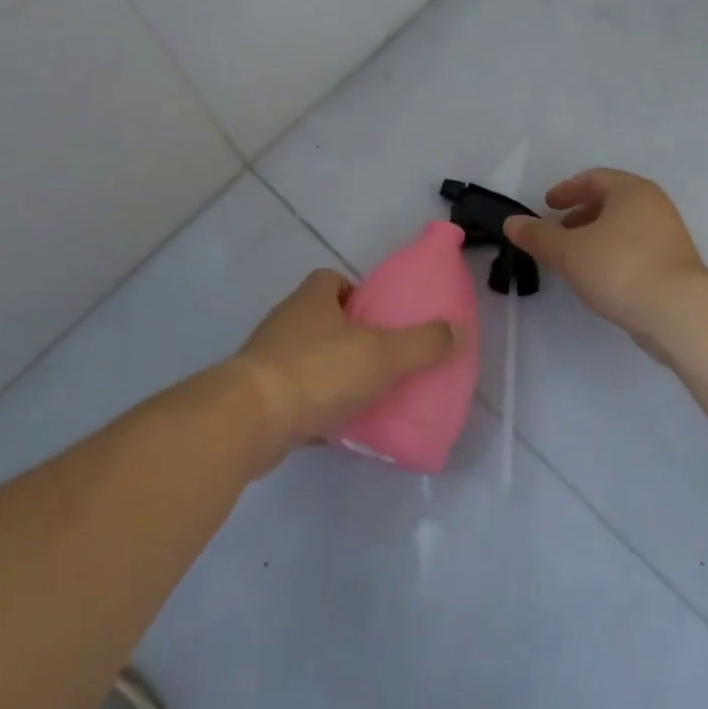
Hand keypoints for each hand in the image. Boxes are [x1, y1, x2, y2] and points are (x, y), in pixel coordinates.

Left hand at [229, 269, 455, 472]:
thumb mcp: (382, 354)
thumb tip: (457, 330)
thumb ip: (422, 343)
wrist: (250, 420)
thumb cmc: (318, 371)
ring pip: (307, 359)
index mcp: (312, 299)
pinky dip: (315, 409)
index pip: (331, 280)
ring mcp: (268, 360)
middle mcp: (286, 322)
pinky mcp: (259, 398)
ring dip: (331, 374)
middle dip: (348, 336)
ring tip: (365, 396)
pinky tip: (338, 428)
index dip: (356, 293)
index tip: (379, 318)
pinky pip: (294, 397)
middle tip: (381, 359)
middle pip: (321, 320)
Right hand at [505, 169, 706, 348]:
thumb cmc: (619, 268)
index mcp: (631, 191)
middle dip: (581, 214)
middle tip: (558, 230)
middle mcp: (654, 205)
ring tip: (574, 258)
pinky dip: (613, 255)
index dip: (566, 190)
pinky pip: (636, 250)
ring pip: (625, 227)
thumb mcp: (568, 251)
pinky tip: (600, 278)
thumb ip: (538, 235)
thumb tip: (512, 223)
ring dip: (597, 236)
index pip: (594, 179)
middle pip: (611, 201)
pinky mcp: (676, 266)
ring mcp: (669, 236)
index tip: (547, 205)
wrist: (679, 312)